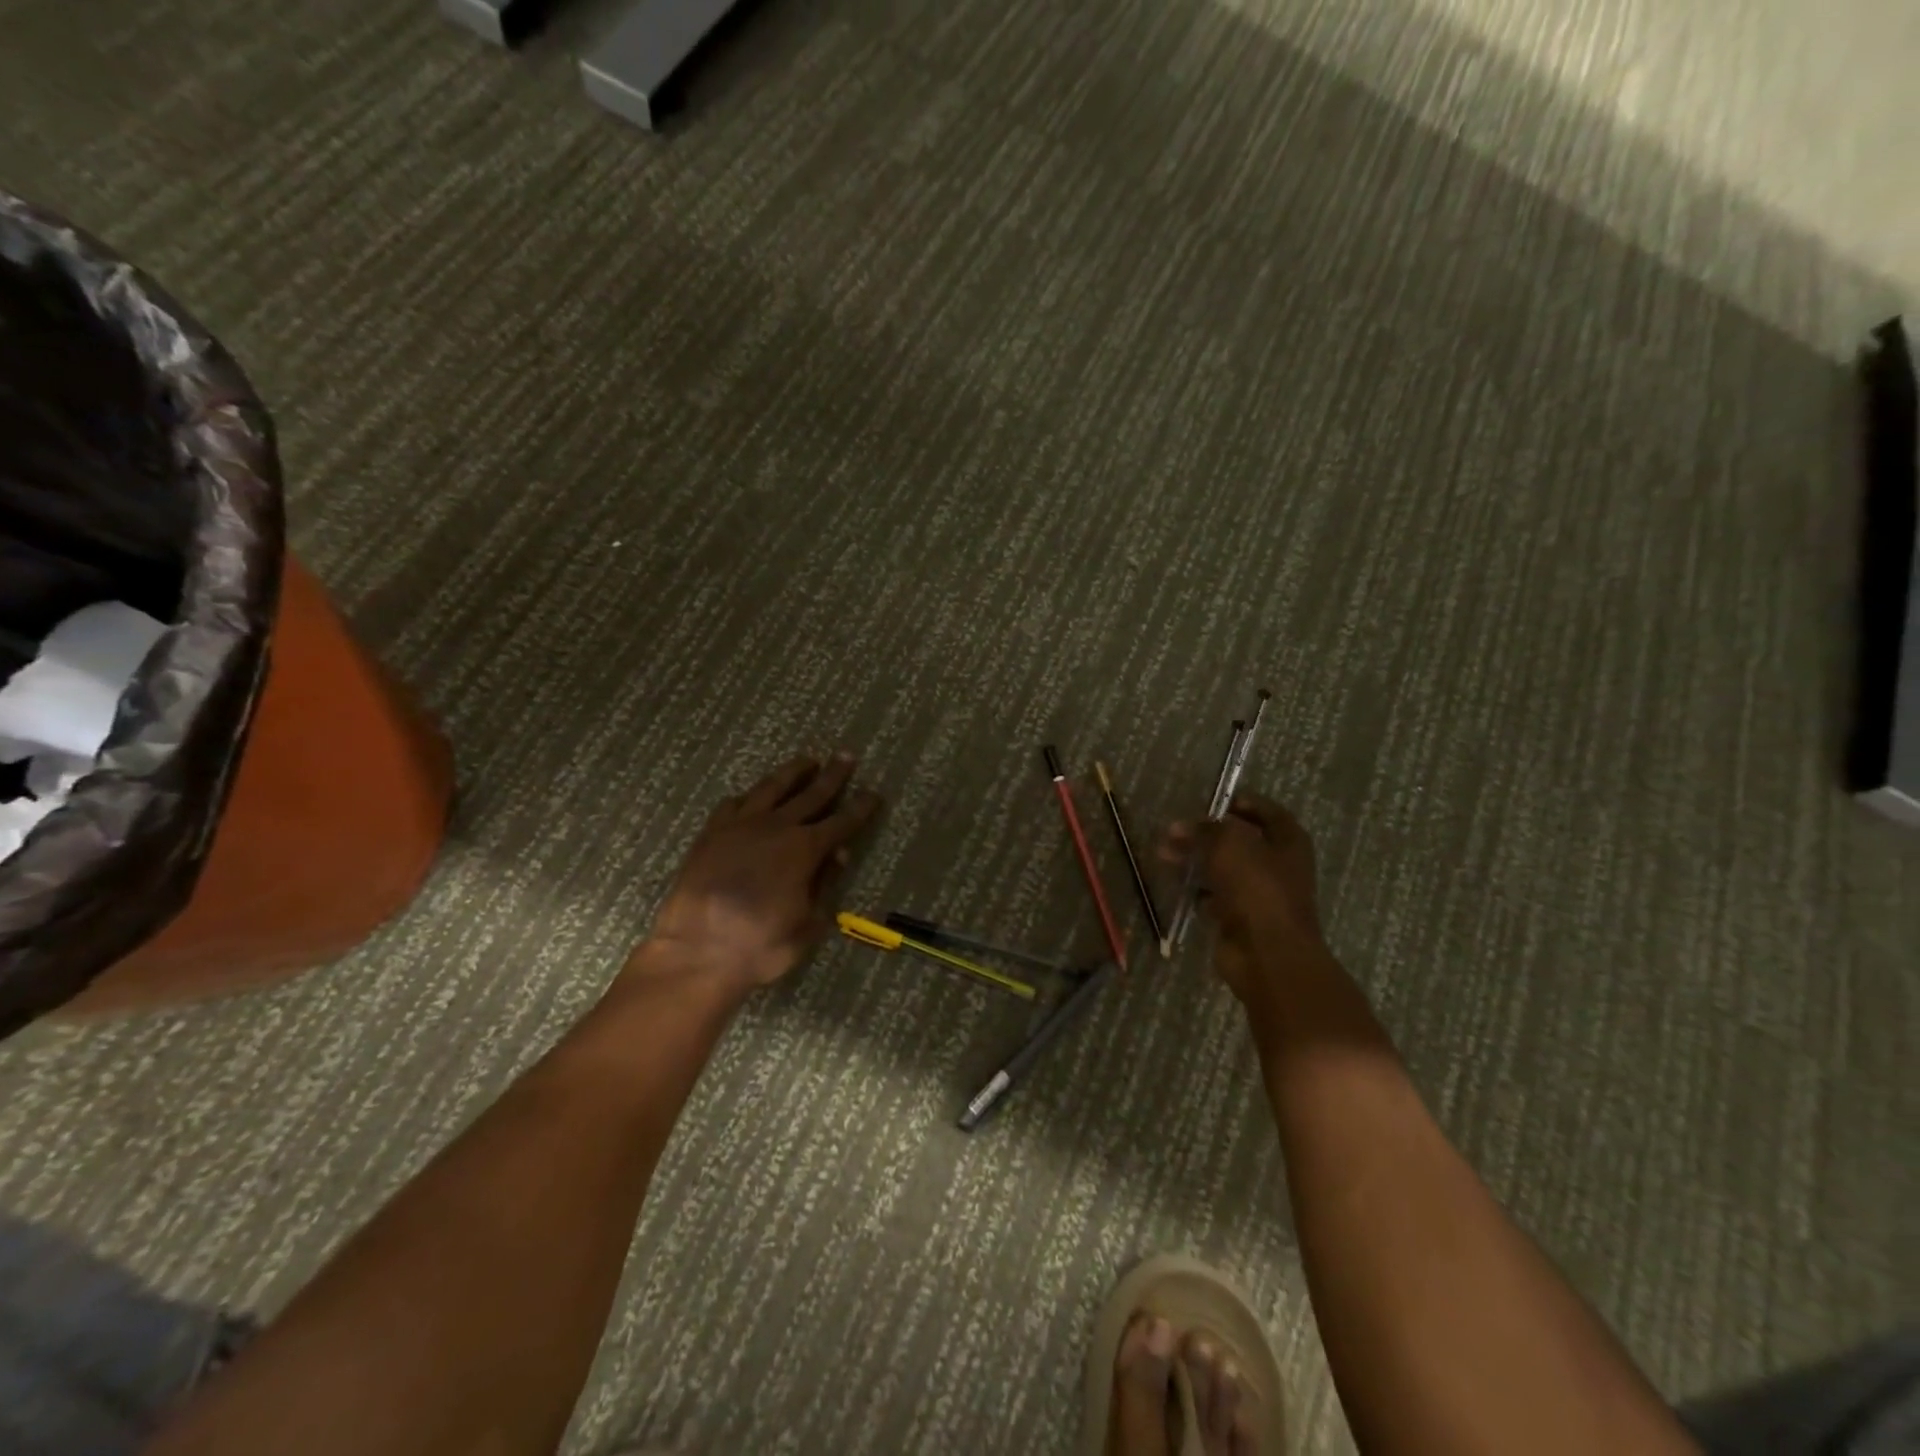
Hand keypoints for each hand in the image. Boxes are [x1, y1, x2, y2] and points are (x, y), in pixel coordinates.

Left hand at [644, 755, 881, 992]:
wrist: (696, 952)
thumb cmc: (760, 946)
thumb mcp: (808, 924)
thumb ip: (824, 884)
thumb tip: (840, 853)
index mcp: (804, 849)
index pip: (842, 822)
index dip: (860, 808)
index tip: (873, 793)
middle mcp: (775, 827)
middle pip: (811, 794)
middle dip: (832, 776)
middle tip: (846, 756)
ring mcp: (740, 825)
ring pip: (771, 788)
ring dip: (792, 772)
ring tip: (806, 760)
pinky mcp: (711, 833)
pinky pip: (733, 803)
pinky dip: (749, 796)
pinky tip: (752, 796)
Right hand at [1163, 792, 1332, 1013]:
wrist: (1268, 953)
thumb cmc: (1256, 889)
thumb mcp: (1229, 845)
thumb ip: (1205, 830)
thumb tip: (1179, 827)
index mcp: (1287, 842)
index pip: (1267, 812)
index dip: (1241, 803)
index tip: (1213, 802)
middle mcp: (1278, 866)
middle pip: (1239, 841)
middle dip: (1205, 834)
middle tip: (1174, 830)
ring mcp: (1260, 894)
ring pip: (1223, 869)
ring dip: (1195, 860)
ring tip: (1164, 854)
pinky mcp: (1242, 919)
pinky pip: (1216, 896)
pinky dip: (1197, 889)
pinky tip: (1176, 883)